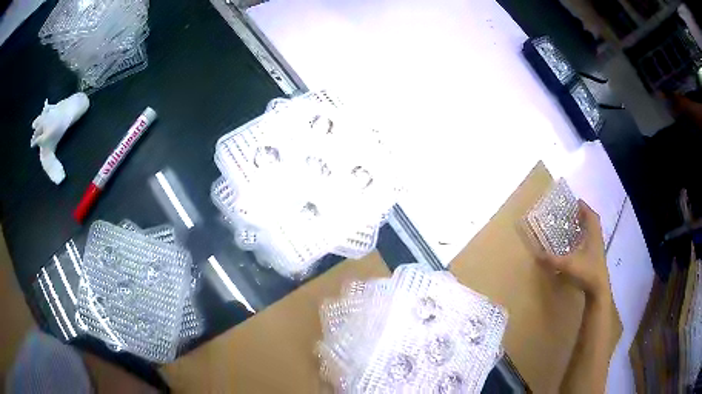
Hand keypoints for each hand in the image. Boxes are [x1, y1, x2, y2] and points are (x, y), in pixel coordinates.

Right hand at [536, 200, 610, 300]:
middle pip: (593, 223)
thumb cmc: (586, 272)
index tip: (576, 202)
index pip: (591, 215)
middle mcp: (597, 240)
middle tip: (574, 214)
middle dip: (584, 217)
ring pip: (593, 234)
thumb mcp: (567, 265)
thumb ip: (552, 260)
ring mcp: (598, 251)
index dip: (584, 207)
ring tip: (574, 229)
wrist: (598, 290)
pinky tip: (577, 248)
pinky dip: (585, 241)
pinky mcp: (596, 260)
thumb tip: (536, 254)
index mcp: (593, 235)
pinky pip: (591, 244)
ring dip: (585, 229)